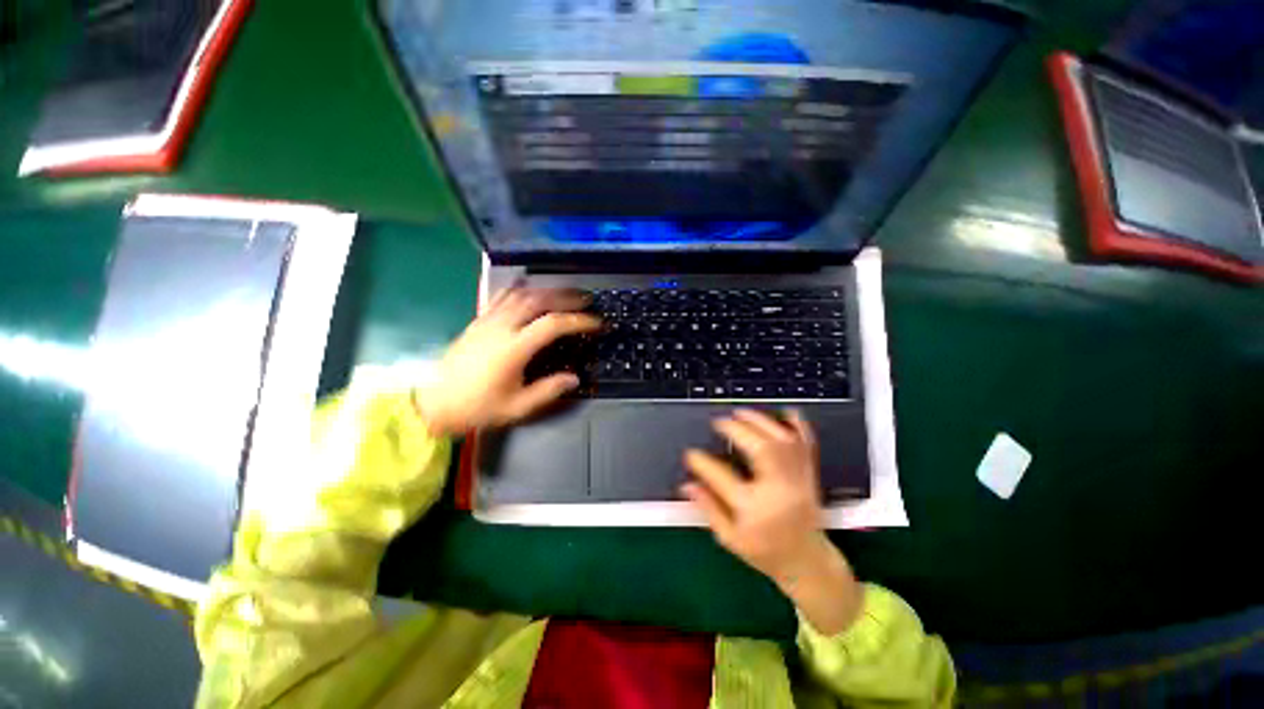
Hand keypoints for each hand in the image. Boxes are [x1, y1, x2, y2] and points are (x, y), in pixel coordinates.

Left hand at [414, 288, 600, 435]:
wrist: (433, 403)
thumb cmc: (477, 407)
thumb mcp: (517, 407)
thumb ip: (549, 390)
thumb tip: (575, 378)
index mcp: (514, 348)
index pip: (553, 324)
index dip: (579, 321)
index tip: (596, 323)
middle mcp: (502, 327)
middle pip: (538, 300)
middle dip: (567, 297)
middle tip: (587, 300)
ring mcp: (488, 320)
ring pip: (521, 294)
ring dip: (547, 290)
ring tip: (566, 293)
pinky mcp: (478, 320)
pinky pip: (502, 296)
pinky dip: (520, 288)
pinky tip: (529, 286)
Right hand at [683, 409, 862, 633]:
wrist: (808, 562)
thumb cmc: (765, 552)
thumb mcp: (730, 538)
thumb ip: (708, 508)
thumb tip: (686, 484)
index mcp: (756, 510)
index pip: (723, 479)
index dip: (702, 463)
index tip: (690, 453)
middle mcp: (779, 491)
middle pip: (761, 450)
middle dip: (738, 430)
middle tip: (719, 422)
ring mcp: (798, 480)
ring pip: (782, 442)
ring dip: (760, 422)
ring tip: (740, 413)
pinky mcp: (810, 474)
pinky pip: (807, 444)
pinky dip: (798, 425)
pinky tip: (785, 412)